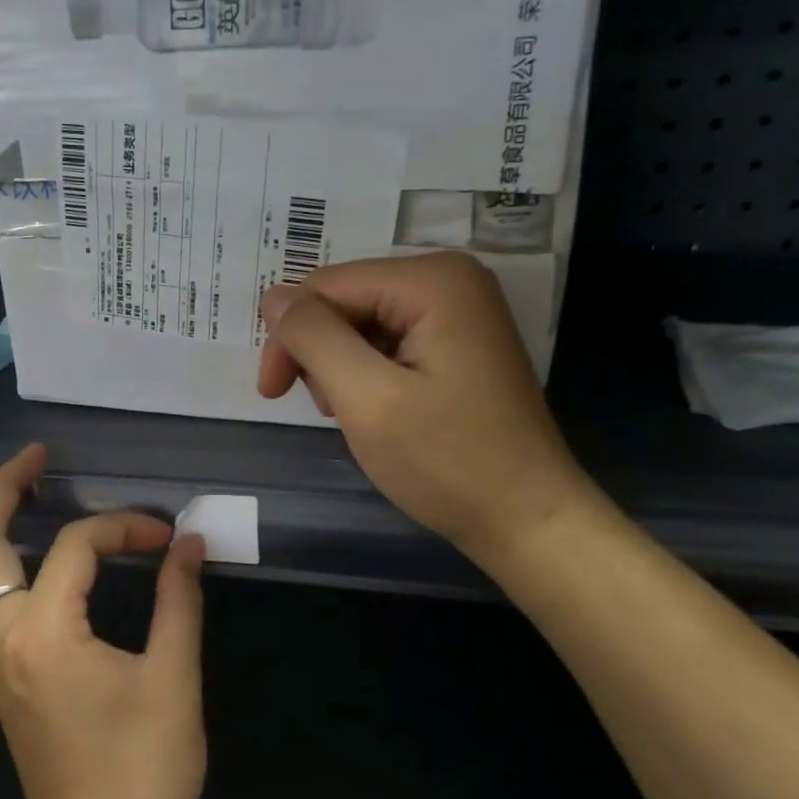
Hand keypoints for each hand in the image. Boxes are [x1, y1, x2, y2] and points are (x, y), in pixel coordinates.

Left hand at [0, 443, 207, 798]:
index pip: (76, 547)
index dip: (125, 528)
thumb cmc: (144, 773)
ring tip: (19, 494)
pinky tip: (18, 561)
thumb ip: (179, 601)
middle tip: (35, 457)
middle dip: (2, 490)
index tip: (167, 539)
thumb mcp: (173, 679)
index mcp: (44, 633)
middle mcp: (2, 640)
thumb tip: (188, 543)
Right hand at [258, 251, 595, 565]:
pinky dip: (369, 375)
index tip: (271, 395)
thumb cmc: (447, 461)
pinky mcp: (460, 343)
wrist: (527, 519)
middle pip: (346, 301)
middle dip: (321, 354)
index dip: (289, 337)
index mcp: (432, 279)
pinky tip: (381, 411)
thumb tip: (274, 298)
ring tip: (358, 415)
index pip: (326, 287)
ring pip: (363, 324)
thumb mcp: (366, 398)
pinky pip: (390, 342)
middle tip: (328, 410)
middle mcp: (450, 279)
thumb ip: (314, 338)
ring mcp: (460, 311)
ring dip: (342, 368)